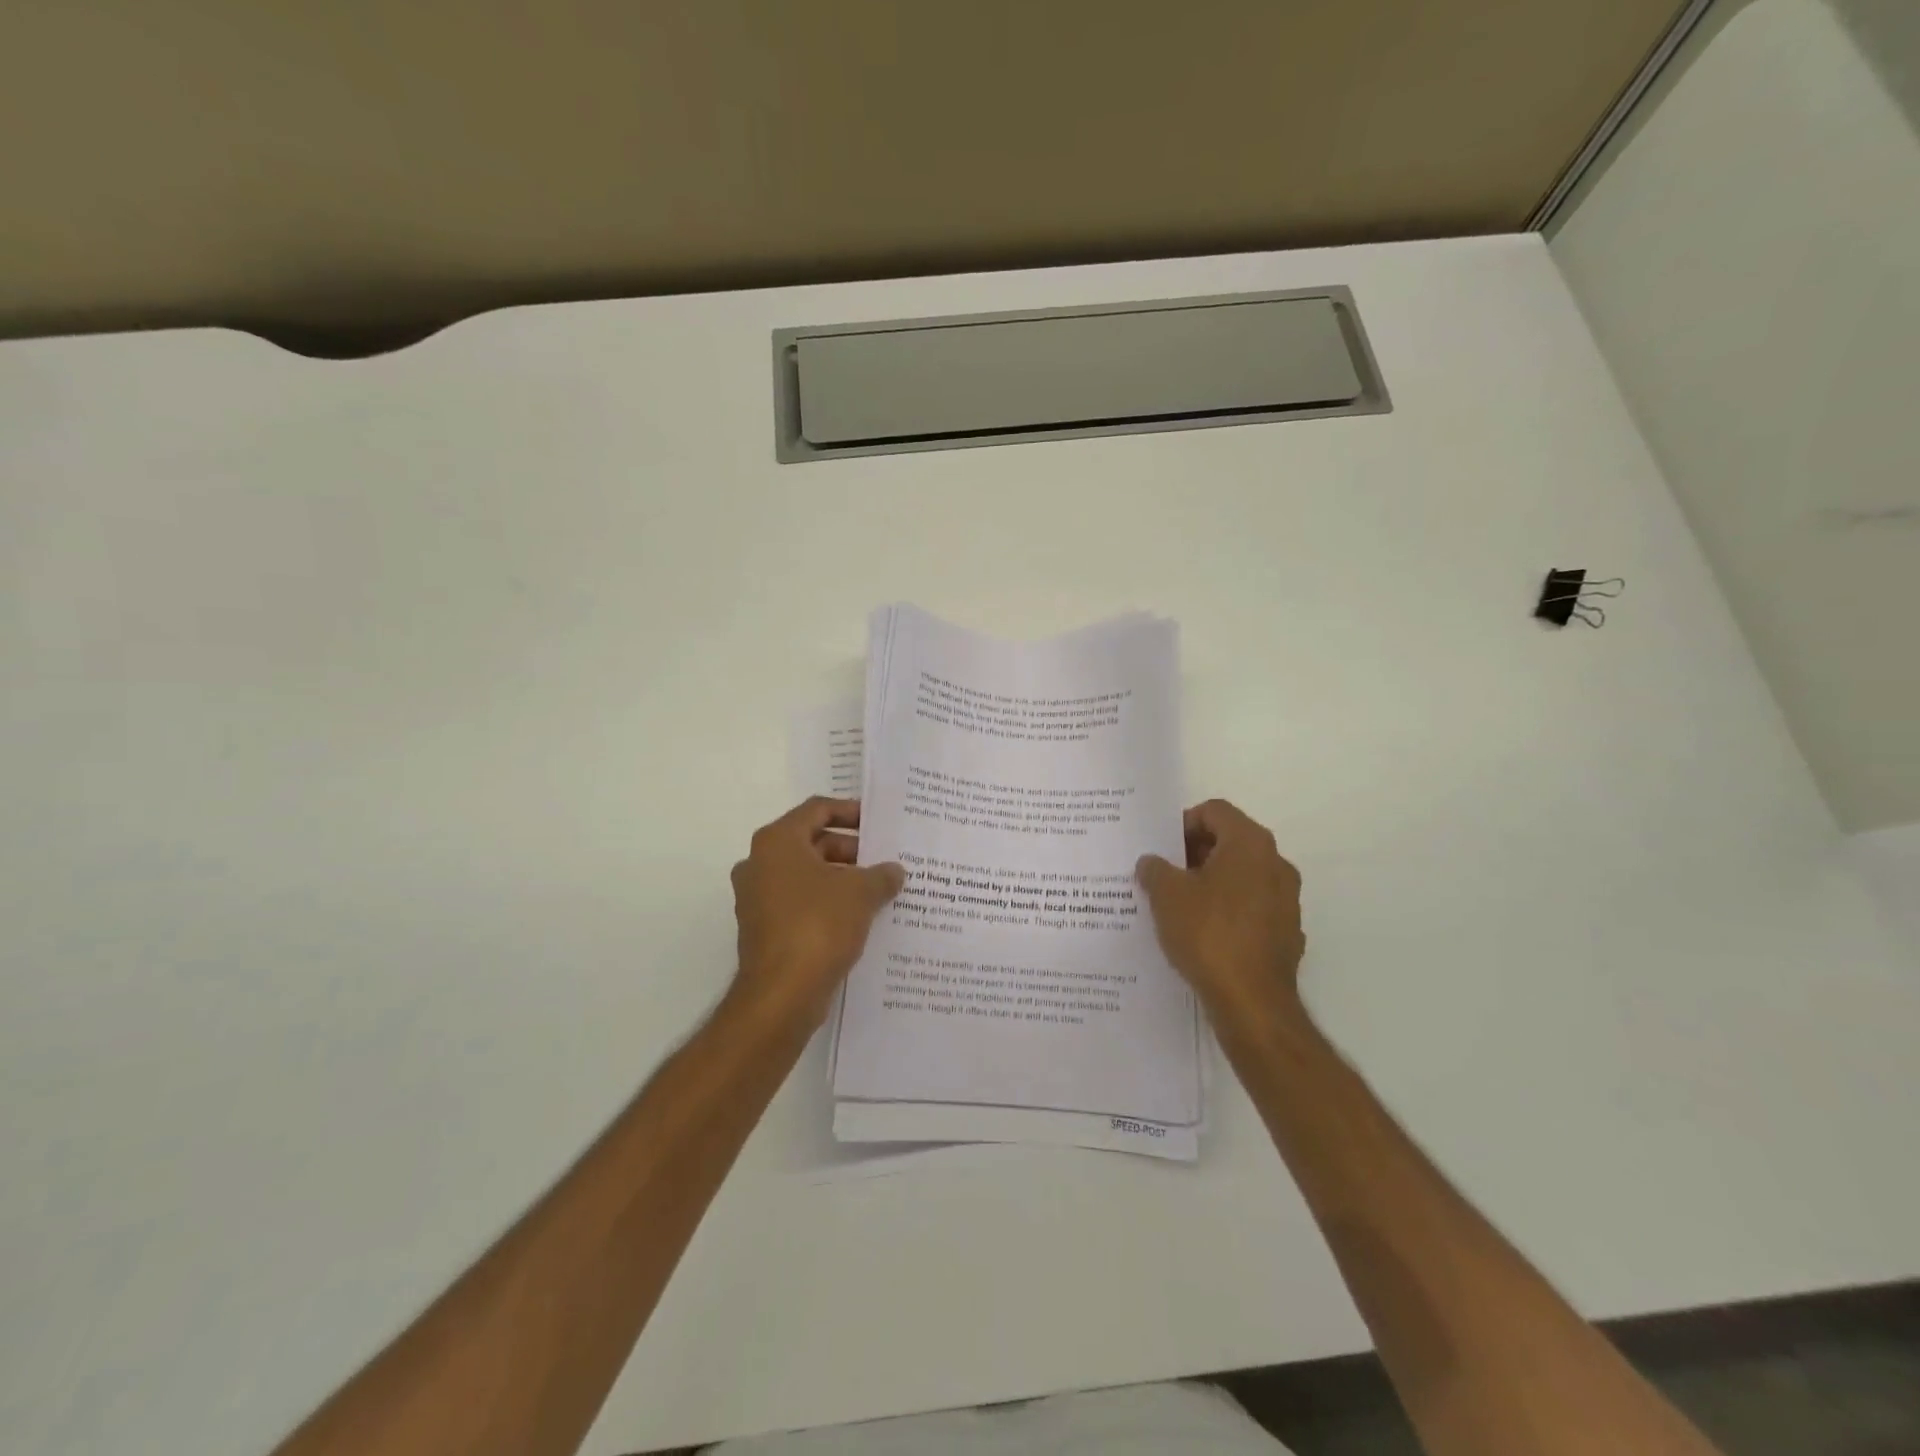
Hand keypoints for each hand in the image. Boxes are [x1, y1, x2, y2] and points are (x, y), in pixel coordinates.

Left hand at [729, 797, 904, 1028]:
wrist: (781, 994)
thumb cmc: (818, 926)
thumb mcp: (861, 893)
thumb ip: (881, 875)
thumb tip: (894, 871)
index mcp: (777, 842)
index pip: (817, 810)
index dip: (850, 811)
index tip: (878, 822)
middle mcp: (760, 864)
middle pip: (812, 843)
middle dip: (851, 850)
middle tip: (884, 859)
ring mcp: (758, 899)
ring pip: (807, 875)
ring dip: (841, 879)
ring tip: (879, 889)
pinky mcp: (764, 929)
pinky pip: (801, 903)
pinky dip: (828, 903)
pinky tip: (860, 917)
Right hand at [1136, 799, 1306, 1033]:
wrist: (1252, 1002)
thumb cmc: (1208, 934)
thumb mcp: (1166, 895)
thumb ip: (1155, 869)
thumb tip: (1151, 863)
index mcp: (1250, 844)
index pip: (1215, 811)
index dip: (1183, 822)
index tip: (1162, 847)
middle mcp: (1276, 864)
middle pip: (1230, 841)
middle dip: (1195, 853)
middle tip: (1164, 873)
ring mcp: (1287, 900)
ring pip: (1242, 876)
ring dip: (1211, 882)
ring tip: (1178, 903)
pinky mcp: (1287, 933)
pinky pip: (1251, 908)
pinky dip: (1228, 910)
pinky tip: (1202, 933)